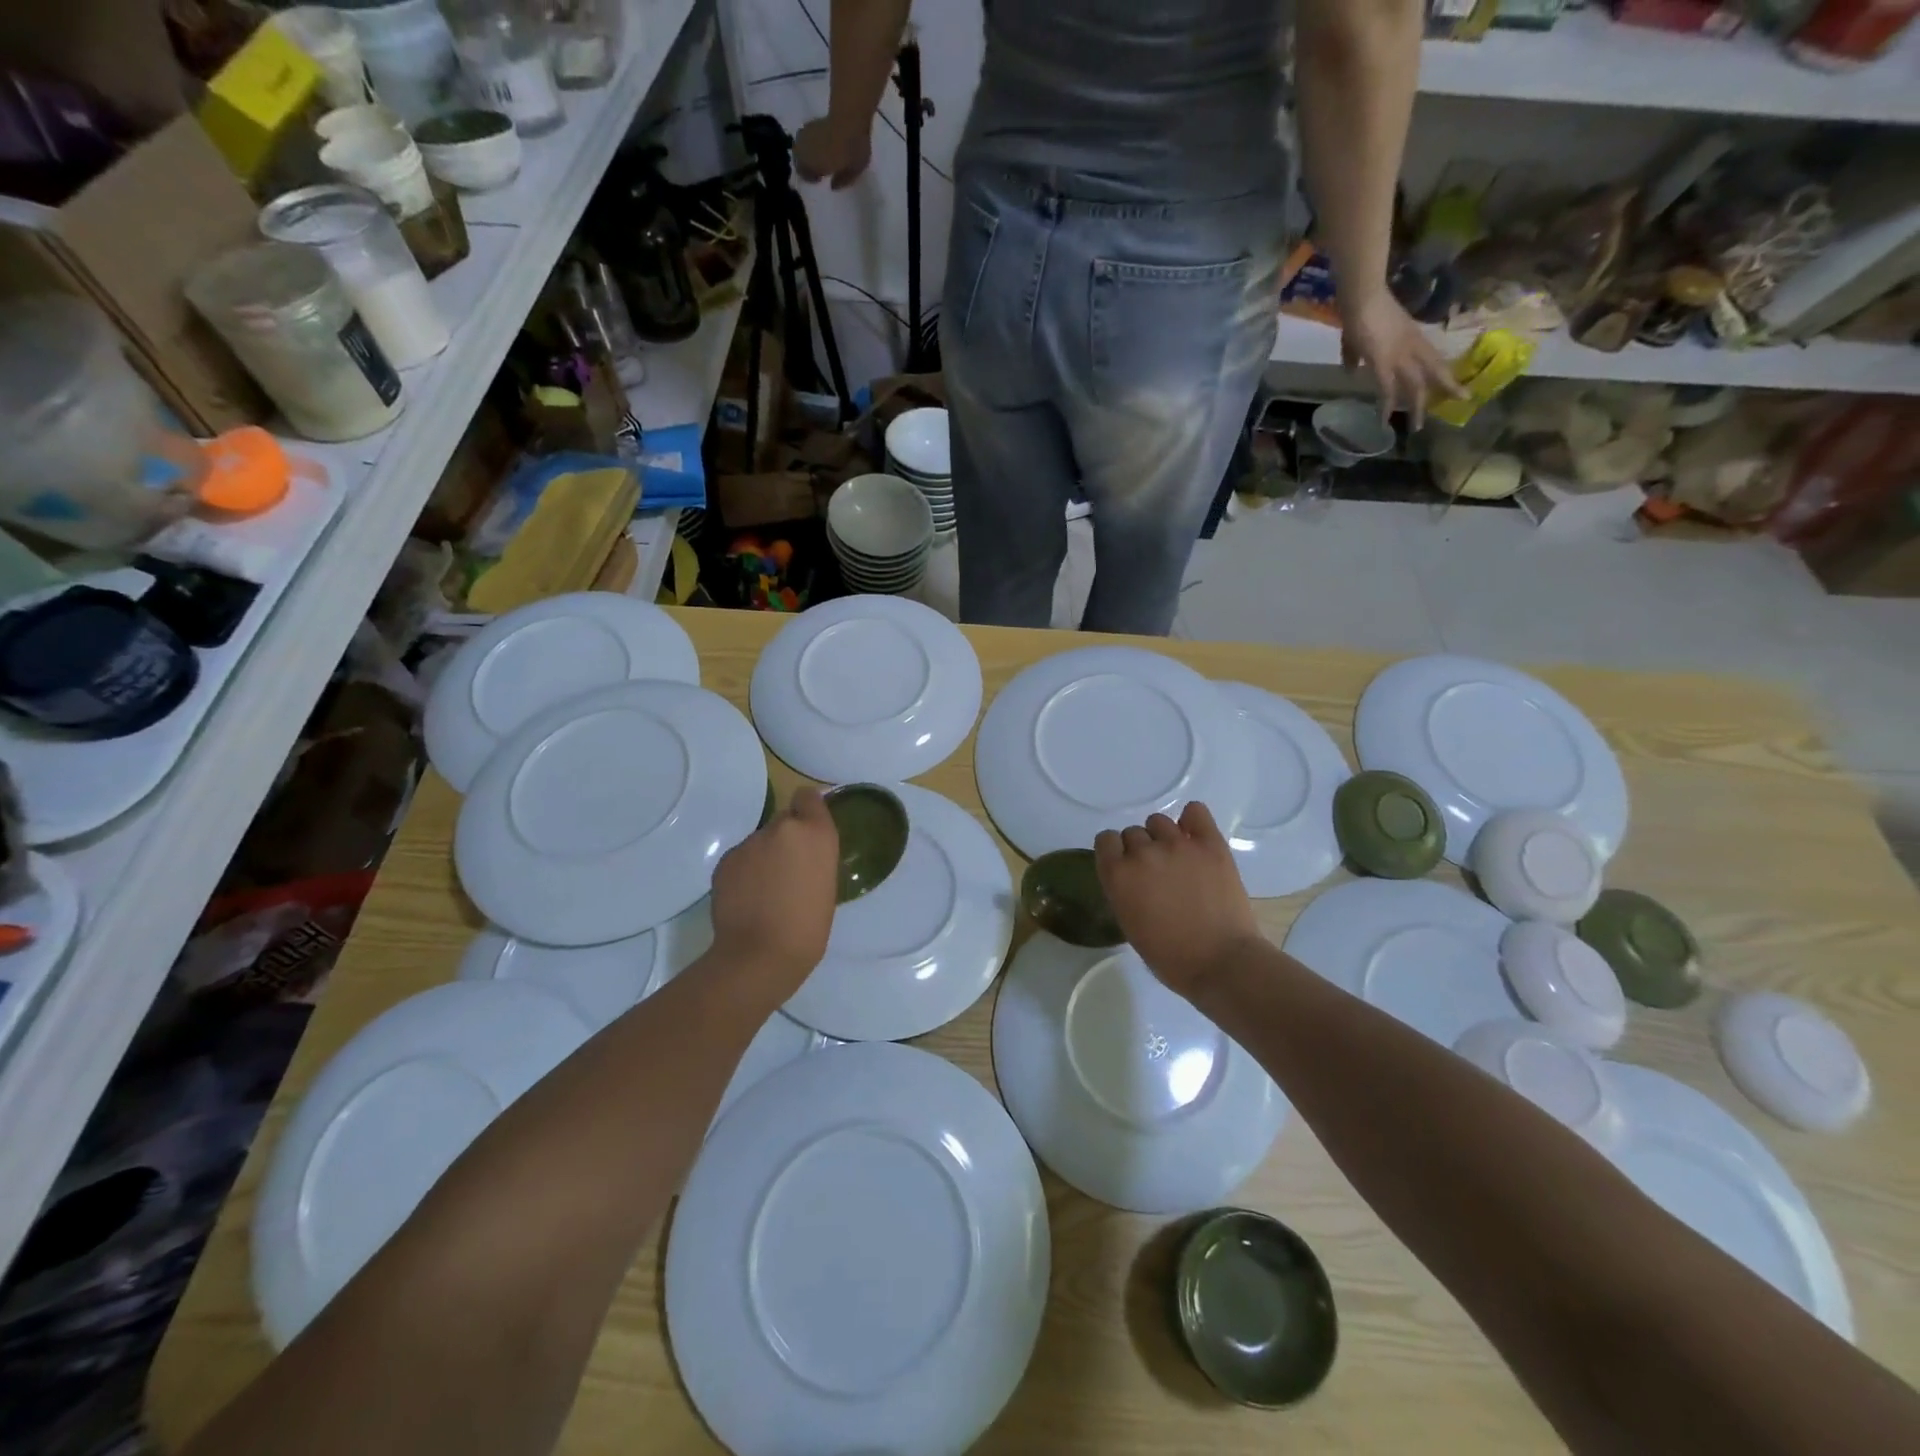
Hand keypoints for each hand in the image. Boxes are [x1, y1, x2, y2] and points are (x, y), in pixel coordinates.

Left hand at [708, 786, 838, 997]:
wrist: (760, 953)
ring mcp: (750, 842)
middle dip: (787, 838)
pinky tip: (747, 898)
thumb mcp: (827, 884)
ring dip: (764, 856)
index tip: (809, 829)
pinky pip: (741, 858)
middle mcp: (783, 828)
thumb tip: (801, 856)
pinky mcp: (726, 860)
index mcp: (816, 833)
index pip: (809, 797)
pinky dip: (745, 872)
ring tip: (766, 890)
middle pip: (785, 820)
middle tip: (788, 870)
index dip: (808, 809)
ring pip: (761, 841)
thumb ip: (814, 857)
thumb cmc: (809, 927)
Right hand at [794, 118, 871, 189]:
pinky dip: (811, 139)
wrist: (851, 117)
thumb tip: (832, 186)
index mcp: (812, 164)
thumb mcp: (852, 173)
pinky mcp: (812, 121)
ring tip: (819, 153)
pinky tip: (821, 140)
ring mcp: (806, 133)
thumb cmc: (851, 150)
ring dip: (807, 150)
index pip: (803, 173)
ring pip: (800, 145)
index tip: (819, 178)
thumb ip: (841, 181)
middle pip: (798, 158)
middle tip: (817, 166)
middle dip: (805, 163)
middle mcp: (804, 148)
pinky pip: (807, 134)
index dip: (810, 177)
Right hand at [1094, 802, 1263, 1000]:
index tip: (1126, 867)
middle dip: (1141, 849)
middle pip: (1133, 832)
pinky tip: (1194, 836)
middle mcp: (1143, 853)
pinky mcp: (1210, 844)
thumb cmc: (1170, 956)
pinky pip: (1195, 811)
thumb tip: (1134, 877)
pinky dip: (1192, 820)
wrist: (1221, 962)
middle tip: (1157, 872)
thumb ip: (1124, 890)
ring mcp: (1178, 845)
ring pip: (1159, 821)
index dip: (1115, 853)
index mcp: (1118, 875)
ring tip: (1178, 858)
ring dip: (1163, 837)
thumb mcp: (1130, 923)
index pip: (1105, 840)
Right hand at [1339, 291, 1465, 428]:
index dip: (1442, 372)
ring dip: (1417, 406)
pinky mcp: (1383, 363)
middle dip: (1448, 387)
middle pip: (1436, 370)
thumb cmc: (1362, 309)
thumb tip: (1349, 369)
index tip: (1452, 384)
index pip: (1433, 358)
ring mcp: (1400, 355)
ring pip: (1417, 384)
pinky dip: (1386, 406)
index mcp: (1412, 337)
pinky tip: (1384, 421)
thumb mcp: (1359, 335)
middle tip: (1462, 400)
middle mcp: (1413, 347)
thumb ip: (1354, 354)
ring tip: (1418, 427)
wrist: (1363, 296)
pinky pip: (1388, 389)